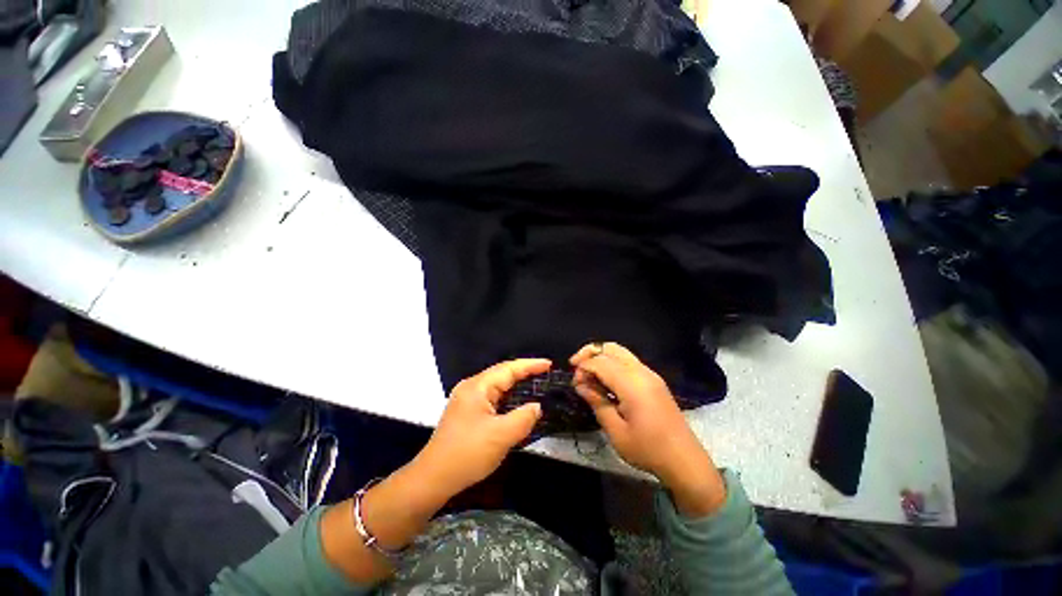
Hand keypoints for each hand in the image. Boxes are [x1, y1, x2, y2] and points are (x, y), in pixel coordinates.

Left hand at [414, 359, 548, 497]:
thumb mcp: (501, 436)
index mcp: (477, 387)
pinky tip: (517, 402)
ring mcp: (467, 400)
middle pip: (502, 373)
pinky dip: (507, 397)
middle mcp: (471, 388)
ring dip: (516, 384)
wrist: (433, 479)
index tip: (549, 364)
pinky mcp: (467, 412)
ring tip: (536, 383)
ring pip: (497, 386)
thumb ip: (524, 418)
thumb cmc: (467, 454)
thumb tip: (536, 407)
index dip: (530, 365)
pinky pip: (492, 398)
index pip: (508, 369)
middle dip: (524, 372)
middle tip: (545, 372)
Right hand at [571, 343, 725, 516]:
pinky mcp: (654, 380)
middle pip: (610, 348)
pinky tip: (606, 380)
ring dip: (601, 357)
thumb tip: (580, 385)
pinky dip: (612, 363)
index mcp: (632, 384)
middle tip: (576, 368)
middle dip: (590, 353)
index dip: (583, 367)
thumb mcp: (616, 432)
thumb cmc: (648, 450)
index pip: (600, 362)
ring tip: (588, 373)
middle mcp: (642, 372)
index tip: (574, 382)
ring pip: (620, 352)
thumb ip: (597, 402)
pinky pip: (628, 361)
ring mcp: (650, 374)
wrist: (685, 461)